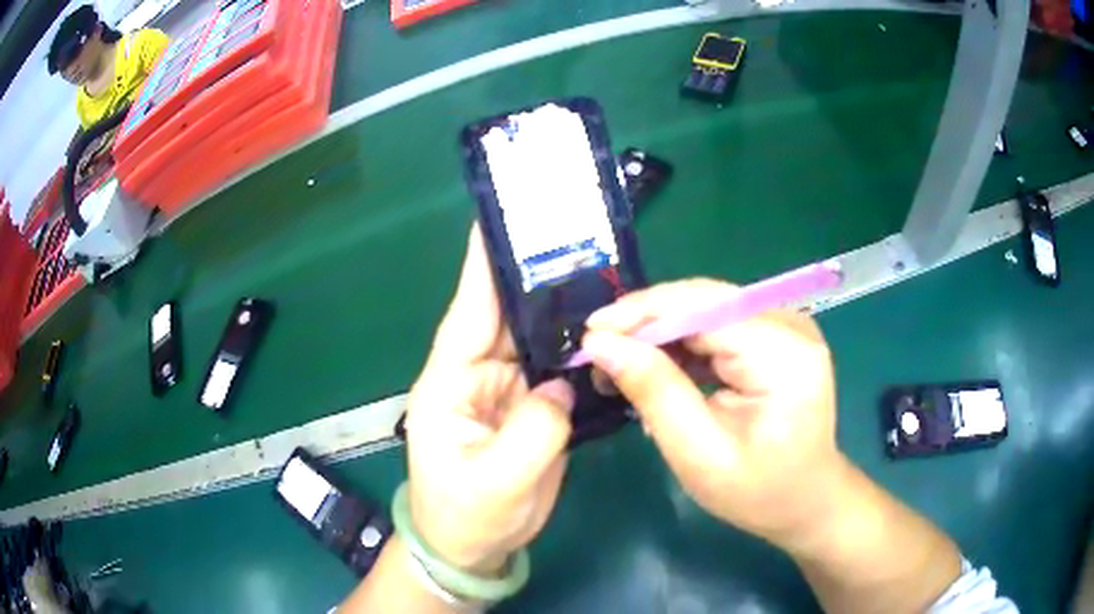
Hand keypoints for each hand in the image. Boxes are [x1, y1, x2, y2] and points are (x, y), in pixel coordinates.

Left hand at [403, 224, 573, 573]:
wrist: (475, 549)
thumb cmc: (466, 517)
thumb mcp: (494, 483)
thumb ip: (533, 432)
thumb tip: (563, 386)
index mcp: (450, 382)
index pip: (469, 312)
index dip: (484, 265)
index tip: (498, 218)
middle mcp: (478, 374)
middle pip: (508, 314)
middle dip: (536, 274)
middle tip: (571, 231)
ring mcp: (509, 389)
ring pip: (538, 337)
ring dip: (564, 308)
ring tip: (598, 268)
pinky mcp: (534, 407)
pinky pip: (559, 367)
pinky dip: (580, 347)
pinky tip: (608, 327)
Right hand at [581, 279, 849, 548]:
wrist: (805, 500)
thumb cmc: (758, 491)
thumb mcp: (699, 453)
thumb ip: (654, 391)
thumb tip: (600, 344)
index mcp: (784, 353)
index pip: (705, 307)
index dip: (643, 312)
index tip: (590, 333)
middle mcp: (790, 323)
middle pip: (704, 301)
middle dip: (646, 322)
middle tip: (597, 351)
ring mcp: (785, 325)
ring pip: (705, 309)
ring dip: (659, 333)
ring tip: (617, 363)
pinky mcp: (775, 335)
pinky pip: (717, 325)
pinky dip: (681, 344)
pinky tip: (654, 367)